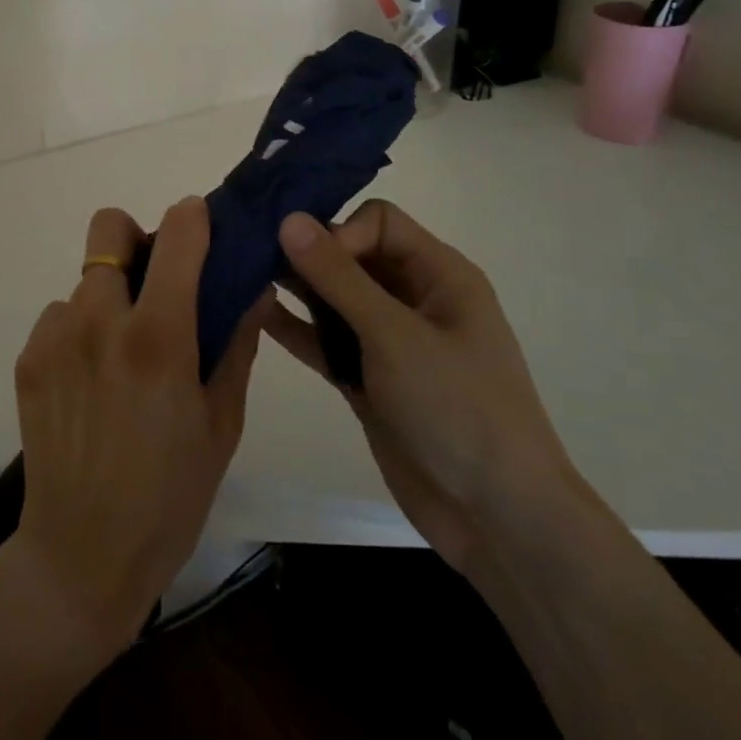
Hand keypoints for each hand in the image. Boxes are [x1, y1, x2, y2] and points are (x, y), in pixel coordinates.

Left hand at [10, 198, 265, 664]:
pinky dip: (79, 331)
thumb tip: (251, 286)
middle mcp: (100, 321)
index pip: (176, 234)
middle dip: (135, 238)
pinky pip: (59, 316)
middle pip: (109, 227)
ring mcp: (56, 337)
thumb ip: (237, 343)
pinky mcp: (28, 359)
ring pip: (85, 279)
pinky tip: (90, 382)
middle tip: (153, 282)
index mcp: (158, 337)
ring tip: (121, 355)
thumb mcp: (222, 422)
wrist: (82, 556)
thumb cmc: (171, 494)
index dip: (193, 216)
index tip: (203, 226)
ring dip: (108, 297)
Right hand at [267, 202, 575, 574]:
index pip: (378, 222)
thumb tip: (289, 218)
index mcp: (439, 274)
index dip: (340, 232)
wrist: (498, 520)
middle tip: (251, 253)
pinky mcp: (369, 378)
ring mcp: (389, 341)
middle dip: (306, 253)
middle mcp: (413, 298)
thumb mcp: (395, 335)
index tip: (311, 262)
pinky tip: (254, 314)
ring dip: (295, 287)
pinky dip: (296, 327)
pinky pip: (326, 339)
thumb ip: (339, 277)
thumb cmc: (458, 409)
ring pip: (334, 297)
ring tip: (242, 276)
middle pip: (352, 255)